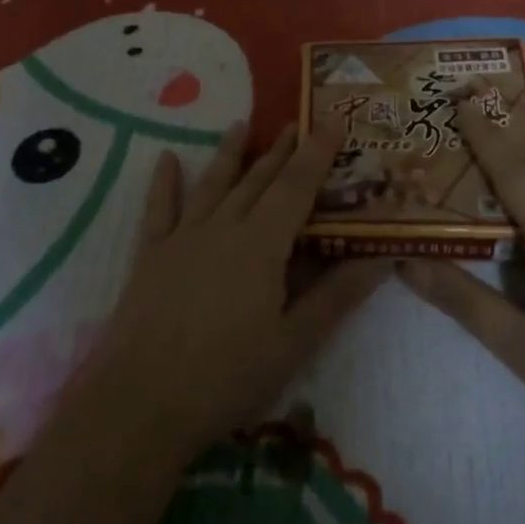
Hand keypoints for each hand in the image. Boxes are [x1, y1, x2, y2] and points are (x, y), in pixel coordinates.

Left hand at [81, 120, 389, 456]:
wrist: (143, 402)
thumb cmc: (228, 377)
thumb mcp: (294, 342)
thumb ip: (336, 296)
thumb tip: (380, 259)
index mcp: (262, 245)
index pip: (297, 187)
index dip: (316, 153)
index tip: (332, 121)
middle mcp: (223, 228)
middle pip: (257, 180)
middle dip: (280, 150)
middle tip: (296, 122)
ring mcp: (182, 239)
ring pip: (212, 184)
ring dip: (229, 153)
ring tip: (240, 125)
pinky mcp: (151, 256)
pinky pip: (159, 209)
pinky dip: (164, 182)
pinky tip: (166, 159)